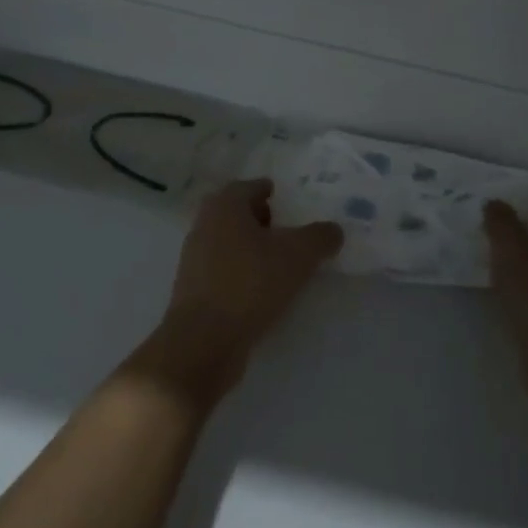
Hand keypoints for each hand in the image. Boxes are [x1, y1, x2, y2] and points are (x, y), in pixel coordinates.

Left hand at [145, 180, 342, 400]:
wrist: (203, 341)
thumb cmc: (250, 283)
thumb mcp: (298, 256)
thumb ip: (320, 237)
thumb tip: (333, 230)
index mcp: (225, 206)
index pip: (251, 186)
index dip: (273, 192)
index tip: (292, 204)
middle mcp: (204, 225)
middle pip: (237, 214)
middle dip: (262, 220)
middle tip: (289, 231)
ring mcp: (194, 259)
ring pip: (229, 243)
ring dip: (252, 248)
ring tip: (281, 263)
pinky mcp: (194, 290)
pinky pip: (224, 271)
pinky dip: (243, 273)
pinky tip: (263, 291)